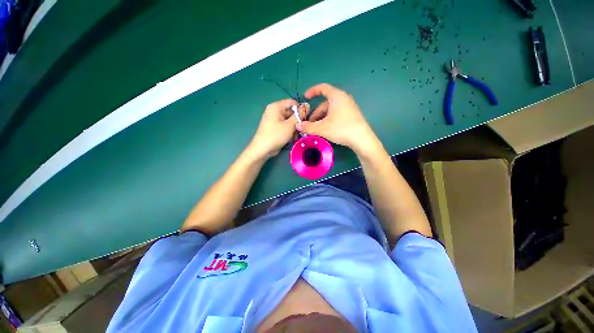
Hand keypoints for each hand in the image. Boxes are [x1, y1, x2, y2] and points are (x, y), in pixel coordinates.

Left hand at [248, 99, 308, 158]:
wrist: (262, 149)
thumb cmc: (276, 135)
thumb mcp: (290, 125)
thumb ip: (300, 115)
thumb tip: (307, 105)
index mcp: (276, 106)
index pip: (292, 103)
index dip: (301, 109)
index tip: (306, 119)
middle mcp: (274, 111)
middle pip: (291, 112)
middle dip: (297, 121)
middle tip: (302, 129)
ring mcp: (274, 119)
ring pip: (289, 120)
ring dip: (294, 128)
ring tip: (296, 135)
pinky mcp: (274, 127)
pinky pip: (285, 126)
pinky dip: (289, 131)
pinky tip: (291, 138)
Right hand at [297, 83, 377, 152]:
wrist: (361, 139)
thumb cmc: (341, 129)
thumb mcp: (322, 128)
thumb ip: (308, 127)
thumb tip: (297, 125)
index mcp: (336, 96)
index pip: (322, 88)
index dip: (312, 91)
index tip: (305, 98)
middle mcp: (343, 99)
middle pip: (325, 103)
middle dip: (315, 114)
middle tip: (309, 125)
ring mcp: (348, 107)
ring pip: (330, 110)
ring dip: (321, 119)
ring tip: (316, 130)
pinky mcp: (351, 115)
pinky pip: (336, 114)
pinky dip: (328, 120)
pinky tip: (326, 130)